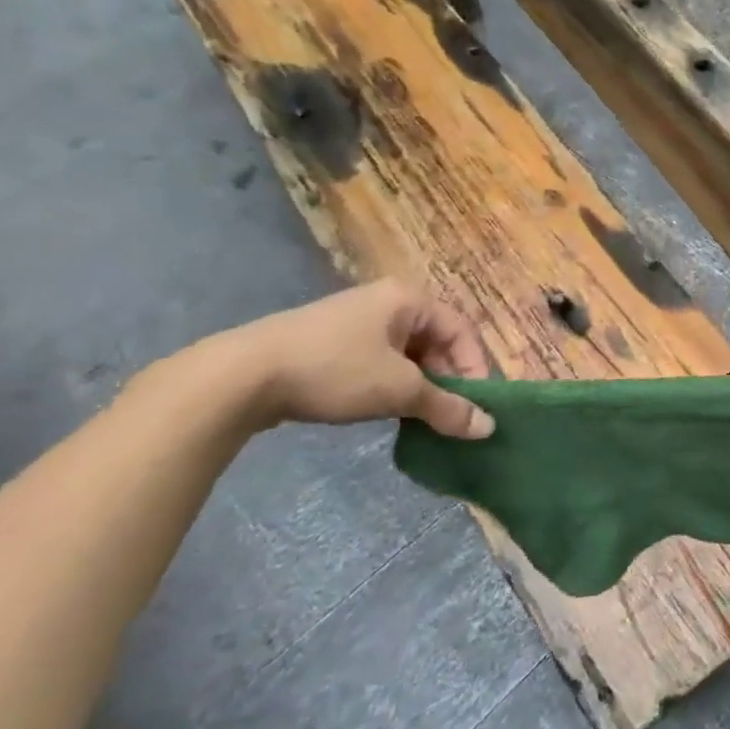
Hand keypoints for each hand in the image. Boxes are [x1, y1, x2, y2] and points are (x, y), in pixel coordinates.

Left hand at [227, 280, 495, 438]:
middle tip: (447, 414)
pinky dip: (390, 384)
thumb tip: (488, 428)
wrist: (240, 377)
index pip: (461, 331)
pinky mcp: (329, 343)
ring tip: (417, 416)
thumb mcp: (399, 391)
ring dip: (419, 386)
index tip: (473, 405)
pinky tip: (383, 409)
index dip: (473, 368)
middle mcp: (386, 301)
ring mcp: (354, 321)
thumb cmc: (335, 370)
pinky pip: (378, 361)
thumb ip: (447, 408)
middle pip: (435, 341)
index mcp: (408, 299)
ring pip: (407, 354)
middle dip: (446, 379)